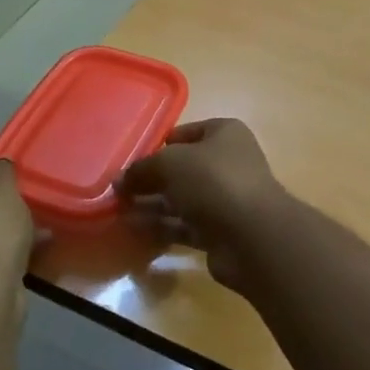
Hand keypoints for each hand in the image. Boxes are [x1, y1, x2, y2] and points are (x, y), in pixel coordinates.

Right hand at [118, 119, 288, 291]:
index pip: (187, 133)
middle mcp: (229, 163)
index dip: (159, 144)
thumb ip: (142, 168)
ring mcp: (226, 199)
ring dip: (152, 204)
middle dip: (151, 178)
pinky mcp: (220, 231)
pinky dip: (161, 226)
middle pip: (182, 168)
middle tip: (118, 188)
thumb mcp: (170, 163)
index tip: (132, 158)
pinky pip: (184, 225)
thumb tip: (119, 181)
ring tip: (118, 209)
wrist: (252, 235)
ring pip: (182, 199)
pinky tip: (133, 228)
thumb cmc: (213, 181)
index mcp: (225, 135)